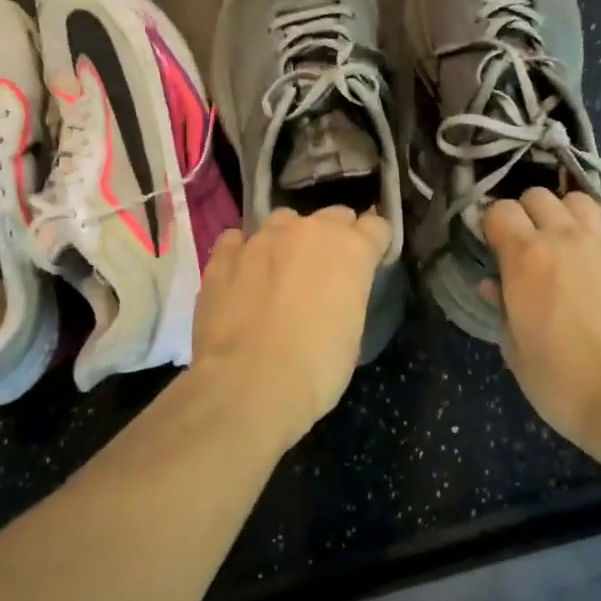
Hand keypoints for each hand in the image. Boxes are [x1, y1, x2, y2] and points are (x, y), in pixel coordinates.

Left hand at [190, 206, 392, 441]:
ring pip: (283, 221)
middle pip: (333, 216)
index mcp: (350, 249)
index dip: (374, 245)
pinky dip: (244, 252)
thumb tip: (334, 295)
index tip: (370, 264)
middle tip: (327, 272)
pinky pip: (237, 240)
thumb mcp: (352, 331)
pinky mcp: (223, 256)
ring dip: (289, 240)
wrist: (249, 384)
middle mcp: (308, 231)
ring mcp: (262, 239)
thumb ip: (347, 295)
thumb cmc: (316, 367)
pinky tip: (242, 275)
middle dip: (335, 238)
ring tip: (281, 271)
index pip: (376, 227)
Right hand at [481, 190, 600, 461]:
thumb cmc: (561, 381)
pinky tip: (599, 290)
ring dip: (564, 215)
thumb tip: (492, 285)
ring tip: (561, 246)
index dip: (491, 223)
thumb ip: (501, 307)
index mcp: (527, 257)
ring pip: (580, 203)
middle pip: (539, 195)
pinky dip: (596, 253)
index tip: (491, 244)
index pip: (500, 209)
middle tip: (524, 245)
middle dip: (526, 212)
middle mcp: (566, 240)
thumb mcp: (515, 348)